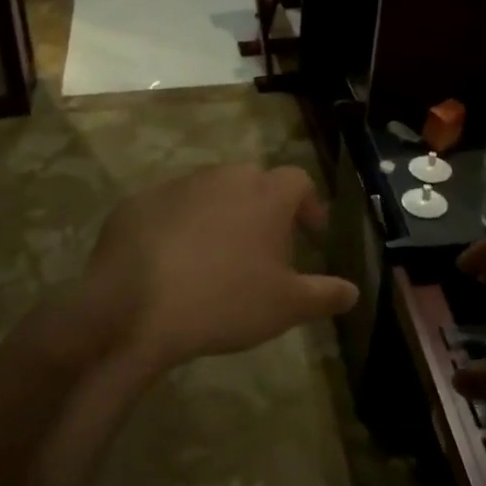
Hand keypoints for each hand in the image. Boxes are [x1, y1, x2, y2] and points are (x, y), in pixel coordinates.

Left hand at [84, 163, 358, 372]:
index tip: (311, 233)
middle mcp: (223, 177)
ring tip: (217, 255)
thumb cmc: (224, 301)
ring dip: (221, 214)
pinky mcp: (137, 202)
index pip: (298, 181)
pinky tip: (173, 261)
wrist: (133, 308)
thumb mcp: (286, 306)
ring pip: (210, 191)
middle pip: (253, 181)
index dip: (309, 205)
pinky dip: (179, 225)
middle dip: (264, 207)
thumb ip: (325, 295)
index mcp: (265, 194)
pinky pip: (170, 208)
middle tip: (265, 245)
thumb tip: (352, 291)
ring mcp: (177, 186)